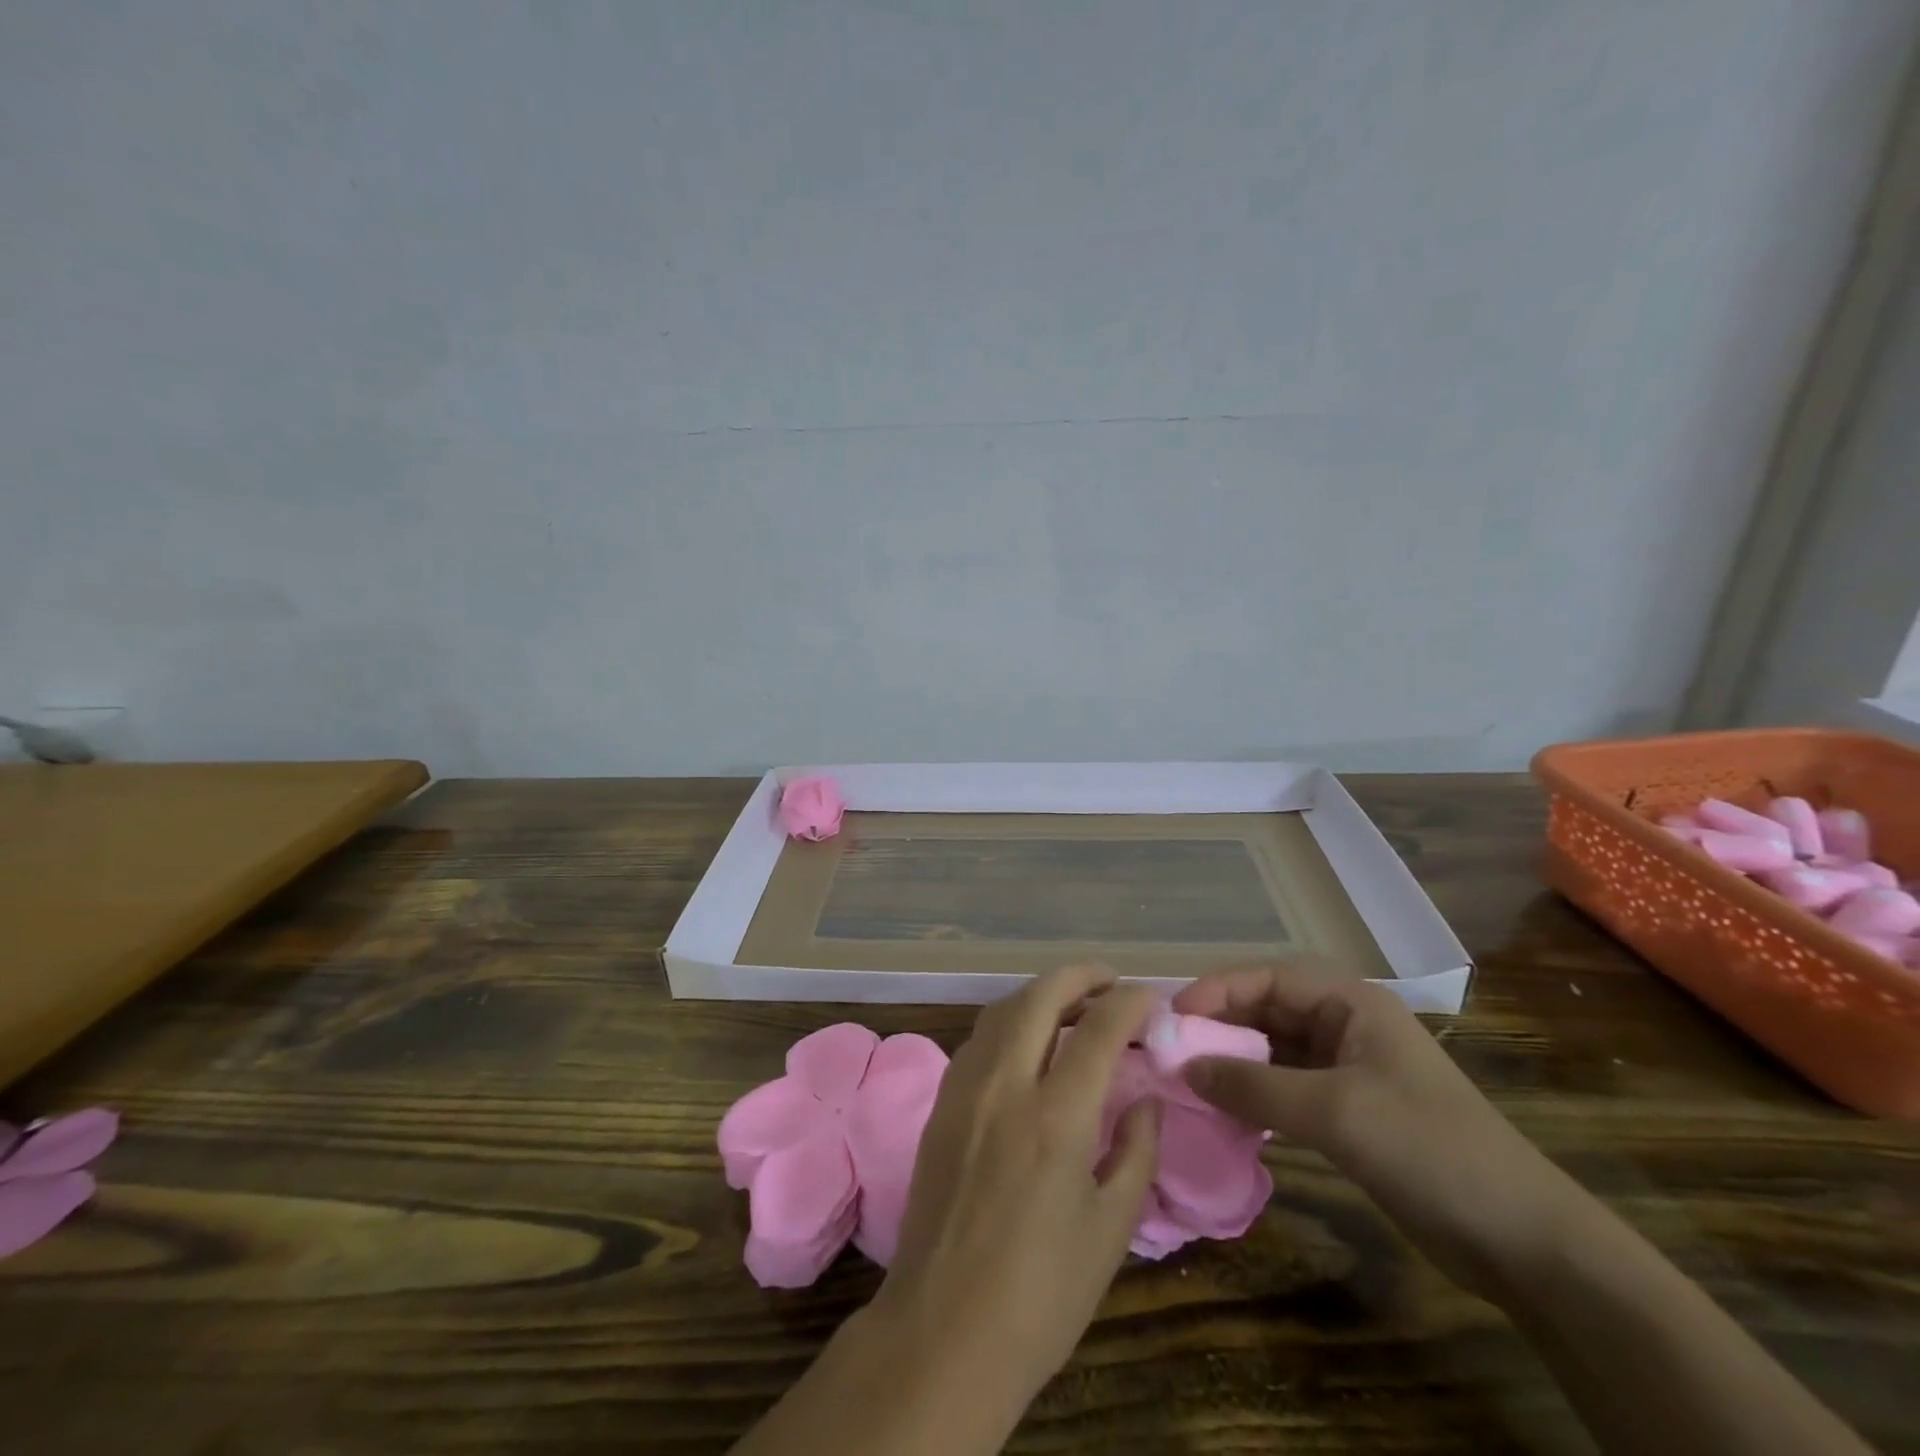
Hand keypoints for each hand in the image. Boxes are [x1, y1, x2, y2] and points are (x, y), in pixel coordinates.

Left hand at [866, 965, 1161, 1418]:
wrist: (943, 1331)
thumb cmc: (1041, 1294)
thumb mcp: (1110, 1230)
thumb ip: (1135, 1152)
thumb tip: (1145, 1101)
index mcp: (1055, 1117)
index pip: (1097, 1028)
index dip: (1129, 1002)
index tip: (1150, 999)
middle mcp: (1005, 1085)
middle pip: (1041, 995)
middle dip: (1081, 976)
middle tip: (1111, 982)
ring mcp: (965, 1088)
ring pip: (1003, 1008)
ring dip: (1042, 993)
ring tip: (1074, 1005)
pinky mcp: (941, 1102)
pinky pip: (980, 1037)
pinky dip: (1011, 1019)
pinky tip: (1028, 1041)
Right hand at [1173, 960, 1577, 1301]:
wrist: (1521, 1239)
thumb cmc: (1426, 1149)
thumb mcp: (1333, 1111)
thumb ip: (1253, 1086)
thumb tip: (1185, 1068)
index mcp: (1350, 1002)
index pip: (1267, 977)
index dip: (1218, 991)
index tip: (1174, 1018)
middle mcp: (1345, 1024)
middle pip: (1267, 1010)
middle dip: (1221, 1027)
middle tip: (1173, 1051)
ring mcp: (1347, 1068)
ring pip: (1273, 1050)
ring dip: (1234, 1063)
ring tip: (1190, 1081)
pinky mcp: (1348, 1109)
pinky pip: (1286, 1087)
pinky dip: (1255, 1095)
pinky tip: (1227, 1113)